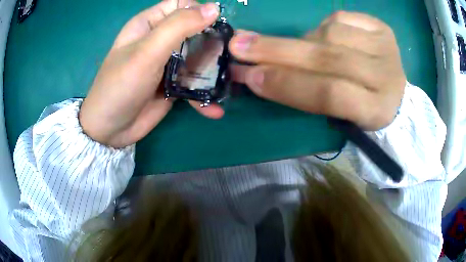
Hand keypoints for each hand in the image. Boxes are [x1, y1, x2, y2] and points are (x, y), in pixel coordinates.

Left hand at [79, 0, 223, 147]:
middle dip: (213, 39)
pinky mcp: (173, 84)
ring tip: (228, 81)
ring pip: (198, 55)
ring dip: (214, 67)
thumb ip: (178, 26)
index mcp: (150, 24)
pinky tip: (215, 109)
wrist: (109, 129)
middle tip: (228, 55)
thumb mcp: (147, 51)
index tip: (216, 26)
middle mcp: (160, 40)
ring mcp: (168, 63)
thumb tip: (214, 8)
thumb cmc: (121, 85)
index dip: (200, 10)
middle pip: (194, 29)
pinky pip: (194, 83)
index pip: (181, 5)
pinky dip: (204, 95)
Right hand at [230, 12, 405, 130]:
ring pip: (331, 33)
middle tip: (240, 45)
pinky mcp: (382, 28)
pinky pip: (341, 17)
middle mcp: (386, 76)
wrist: (394, 94)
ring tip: (301, 50)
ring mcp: (385, 47)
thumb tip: (260, 72)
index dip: (288, 84)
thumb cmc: (362, 111)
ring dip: (305, 40)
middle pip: (329, 58)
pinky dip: (324, 26)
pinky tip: (324, 36)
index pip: (329, 94)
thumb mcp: (338, 116)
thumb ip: (306, 96)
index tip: (250, 76)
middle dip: (279, 51)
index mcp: (376, 110)